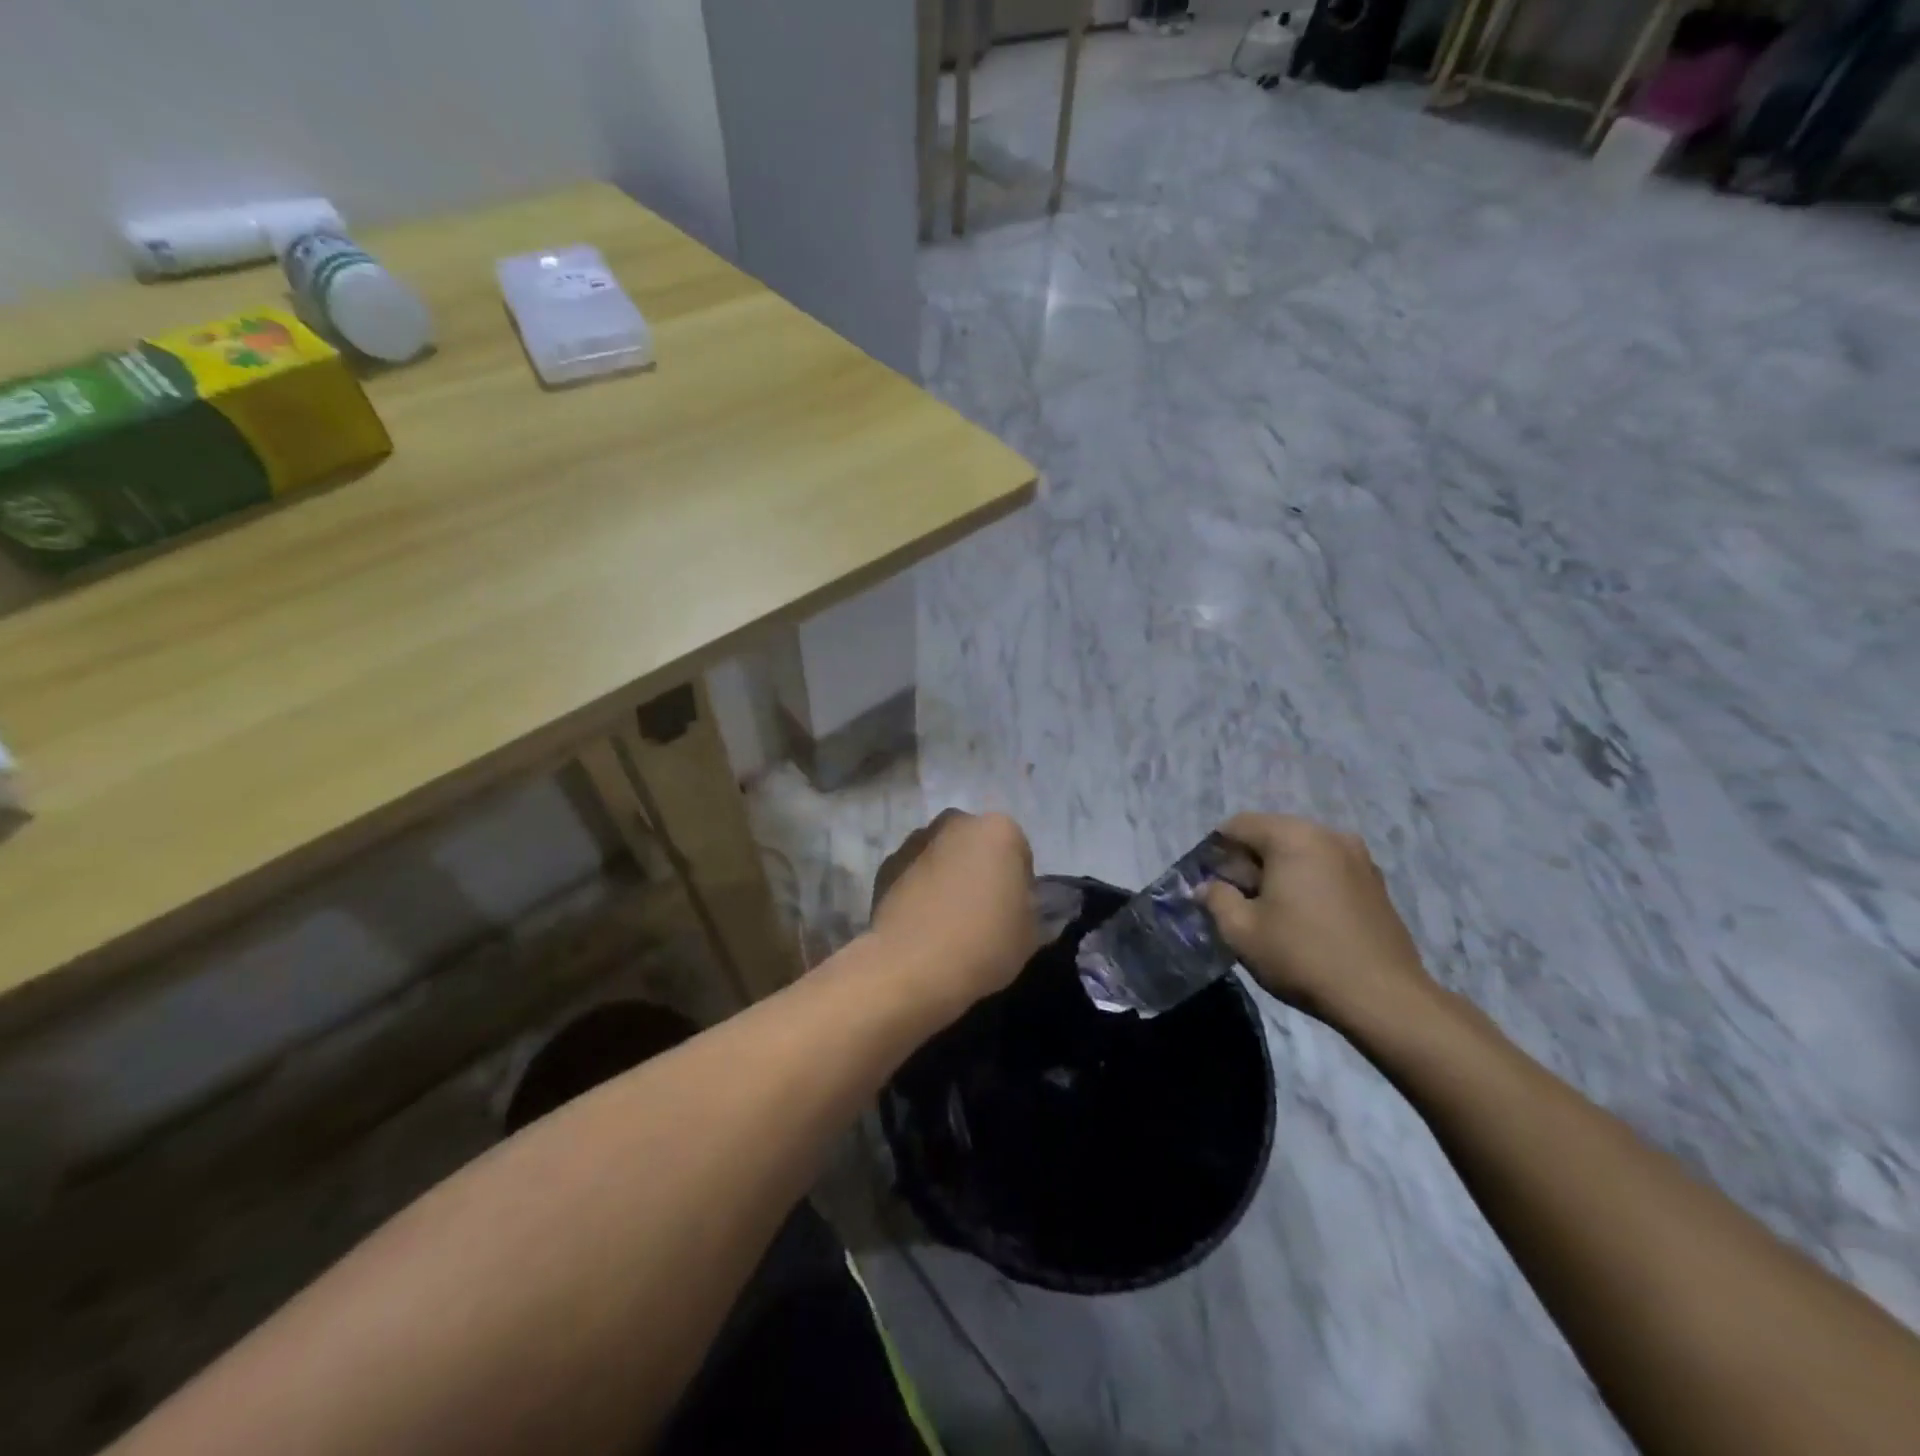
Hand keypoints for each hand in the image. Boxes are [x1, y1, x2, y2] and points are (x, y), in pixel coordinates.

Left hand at [871, 810, 1039, 1010]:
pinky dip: (919, 888)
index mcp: (999, 830)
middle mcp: (956, 822)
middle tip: (981, 913)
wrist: (910, 968)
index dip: (1019, 886)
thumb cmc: (983, 945)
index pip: (1019, 854)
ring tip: (947, 920)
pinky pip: (914, 873)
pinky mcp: (886, 864)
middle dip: (980, 870)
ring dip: (948, 876)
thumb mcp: (1030, 934)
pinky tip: (921, 923)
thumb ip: (1030, 907)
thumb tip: (1019, 903)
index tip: (1012, 915)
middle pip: (977, 846)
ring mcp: (916, 840)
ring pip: (943, 856)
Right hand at [1202, 813, 1439, 1037]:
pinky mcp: (1376, 883)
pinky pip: (1327, 869)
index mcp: (1292, 836)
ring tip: (1271, 912)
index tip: (1210, 883)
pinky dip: (1308, 883)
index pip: (1238, 825)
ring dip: (1279, 873)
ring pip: (1301, 852)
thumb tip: (1207, 887)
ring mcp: (1359, 858)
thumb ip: (1216, 899)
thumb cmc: (1302, 956)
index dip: (1216, 851)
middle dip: (1248, 862)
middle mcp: (1328, 835)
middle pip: (1272, 834)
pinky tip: (1304, 919)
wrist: (1383, 998)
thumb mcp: (1241, 931)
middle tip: (1237, 900)